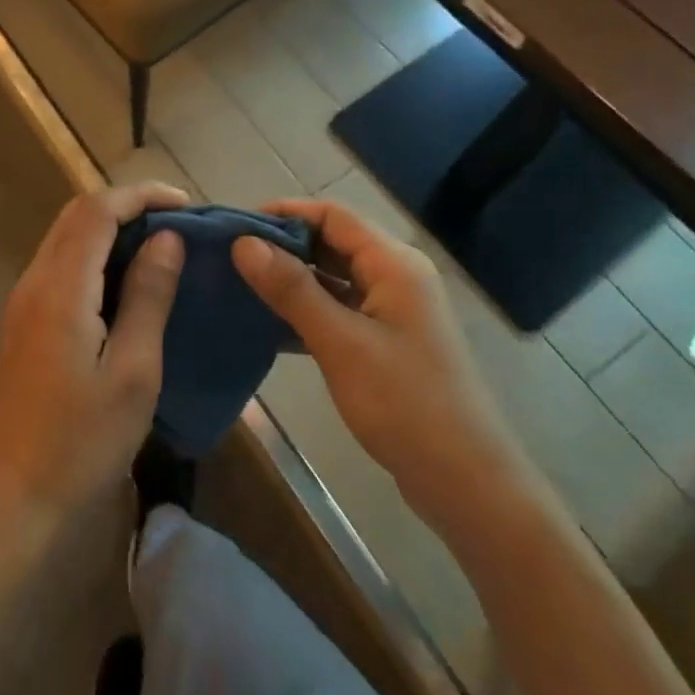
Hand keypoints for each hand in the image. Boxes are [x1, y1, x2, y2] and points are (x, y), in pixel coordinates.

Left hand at [0, 182, 187, 551]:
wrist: (15, 497)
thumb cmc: (82, 441)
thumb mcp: (133, 371)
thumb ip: (148, 296)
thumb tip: (167, 238)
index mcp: (60, 289)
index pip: (96, 210)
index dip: (141, 196)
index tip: (186, 205)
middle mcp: (33, 282)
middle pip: (75, 215)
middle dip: (126, 206)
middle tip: (176, 222)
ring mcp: (22, 302)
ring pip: (65, 238)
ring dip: (109, 228)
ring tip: (159, 246)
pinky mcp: (22, 323)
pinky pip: (59, 265)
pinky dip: (94, 255)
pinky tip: (125, 281)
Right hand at [232, 200, 530, 531]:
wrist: (464, 482)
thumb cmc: (405, 403)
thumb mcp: (340, 342)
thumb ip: (291, 289)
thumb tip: (243, 243)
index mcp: (393, 264)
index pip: (332, 216)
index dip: (284, 213)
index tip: (236, 227)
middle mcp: (394, 276)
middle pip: (332, 242)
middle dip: (282, 246)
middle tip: (230, 258)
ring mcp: (391, 311)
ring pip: (332, 278)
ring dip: (291, 280)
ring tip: (240, 286)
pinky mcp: (384, 341)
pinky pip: (337, 309)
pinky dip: (305, 311)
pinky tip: (267, 325)